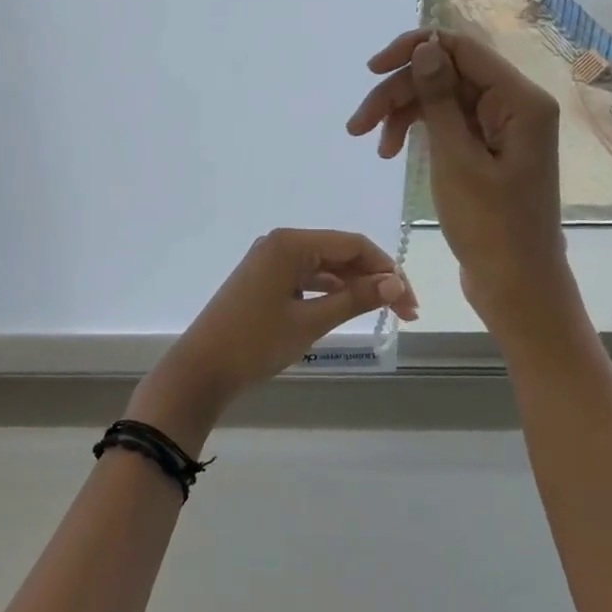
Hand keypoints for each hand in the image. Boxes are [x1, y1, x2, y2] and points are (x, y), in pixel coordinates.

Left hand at [129, 229, 417, 452]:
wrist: (201, 369)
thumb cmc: (255, 343)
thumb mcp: (310, 322)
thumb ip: (354, 299)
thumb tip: (396, 283)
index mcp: (290, 243)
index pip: (353, 245)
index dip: (387, 270)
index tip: (410, 304)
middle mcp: (280, 243)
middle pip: (340, 253)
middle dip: (374, 279)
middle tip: (405, 315)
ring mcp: (268, 260)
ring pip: (324, 266)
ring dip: (354, 286)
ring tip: (383, 313)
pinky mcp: (263, 279)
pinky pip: (305, 277)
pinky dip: (329, 291)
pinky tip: (347, 308)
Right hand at [346, 28, 564, 324]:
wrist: (517, 287)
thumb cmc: (490, 228)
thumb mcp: (457, 160)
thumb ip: (439, 99)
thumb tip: (425, 46)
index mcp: (520, 101)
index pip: (461, 49)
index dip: (413, 50)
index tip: (371, 71)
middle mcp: (514, 104)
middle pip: (446, 74)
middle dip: (400, 92)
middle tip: (358, 125)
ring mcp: (501, 127)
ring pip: (441, 98)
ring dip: (402, 113)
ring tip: (371, 143)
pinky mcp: (487, 148)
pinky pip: (447, 122)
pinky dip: (417, 132)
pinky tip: (391, 152)